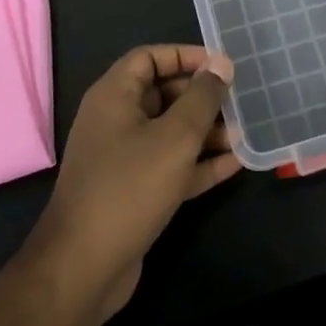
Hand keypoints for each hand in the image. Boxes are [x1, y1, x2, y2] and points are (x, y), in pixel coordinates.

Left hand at [24, 45, 238, 321]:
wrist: (83, 269)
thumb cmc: (129, 188)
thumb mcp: (175, 137)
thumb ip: (202, 97)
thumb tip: (222, 63)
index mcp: (114, 97)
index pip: (149, 58)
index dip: (185, 56)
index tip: (220, 66)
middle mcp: (115, 121)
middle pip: (162, 94)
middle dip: (201, 97)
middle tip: (238, 102)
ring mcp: (123, 159)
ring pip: (169, 132)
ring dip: (205, 132)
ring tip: (242, 134)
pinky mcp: (134, 192)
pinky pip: (170, 166)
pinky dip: (198, 163)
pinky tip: (234, 164)